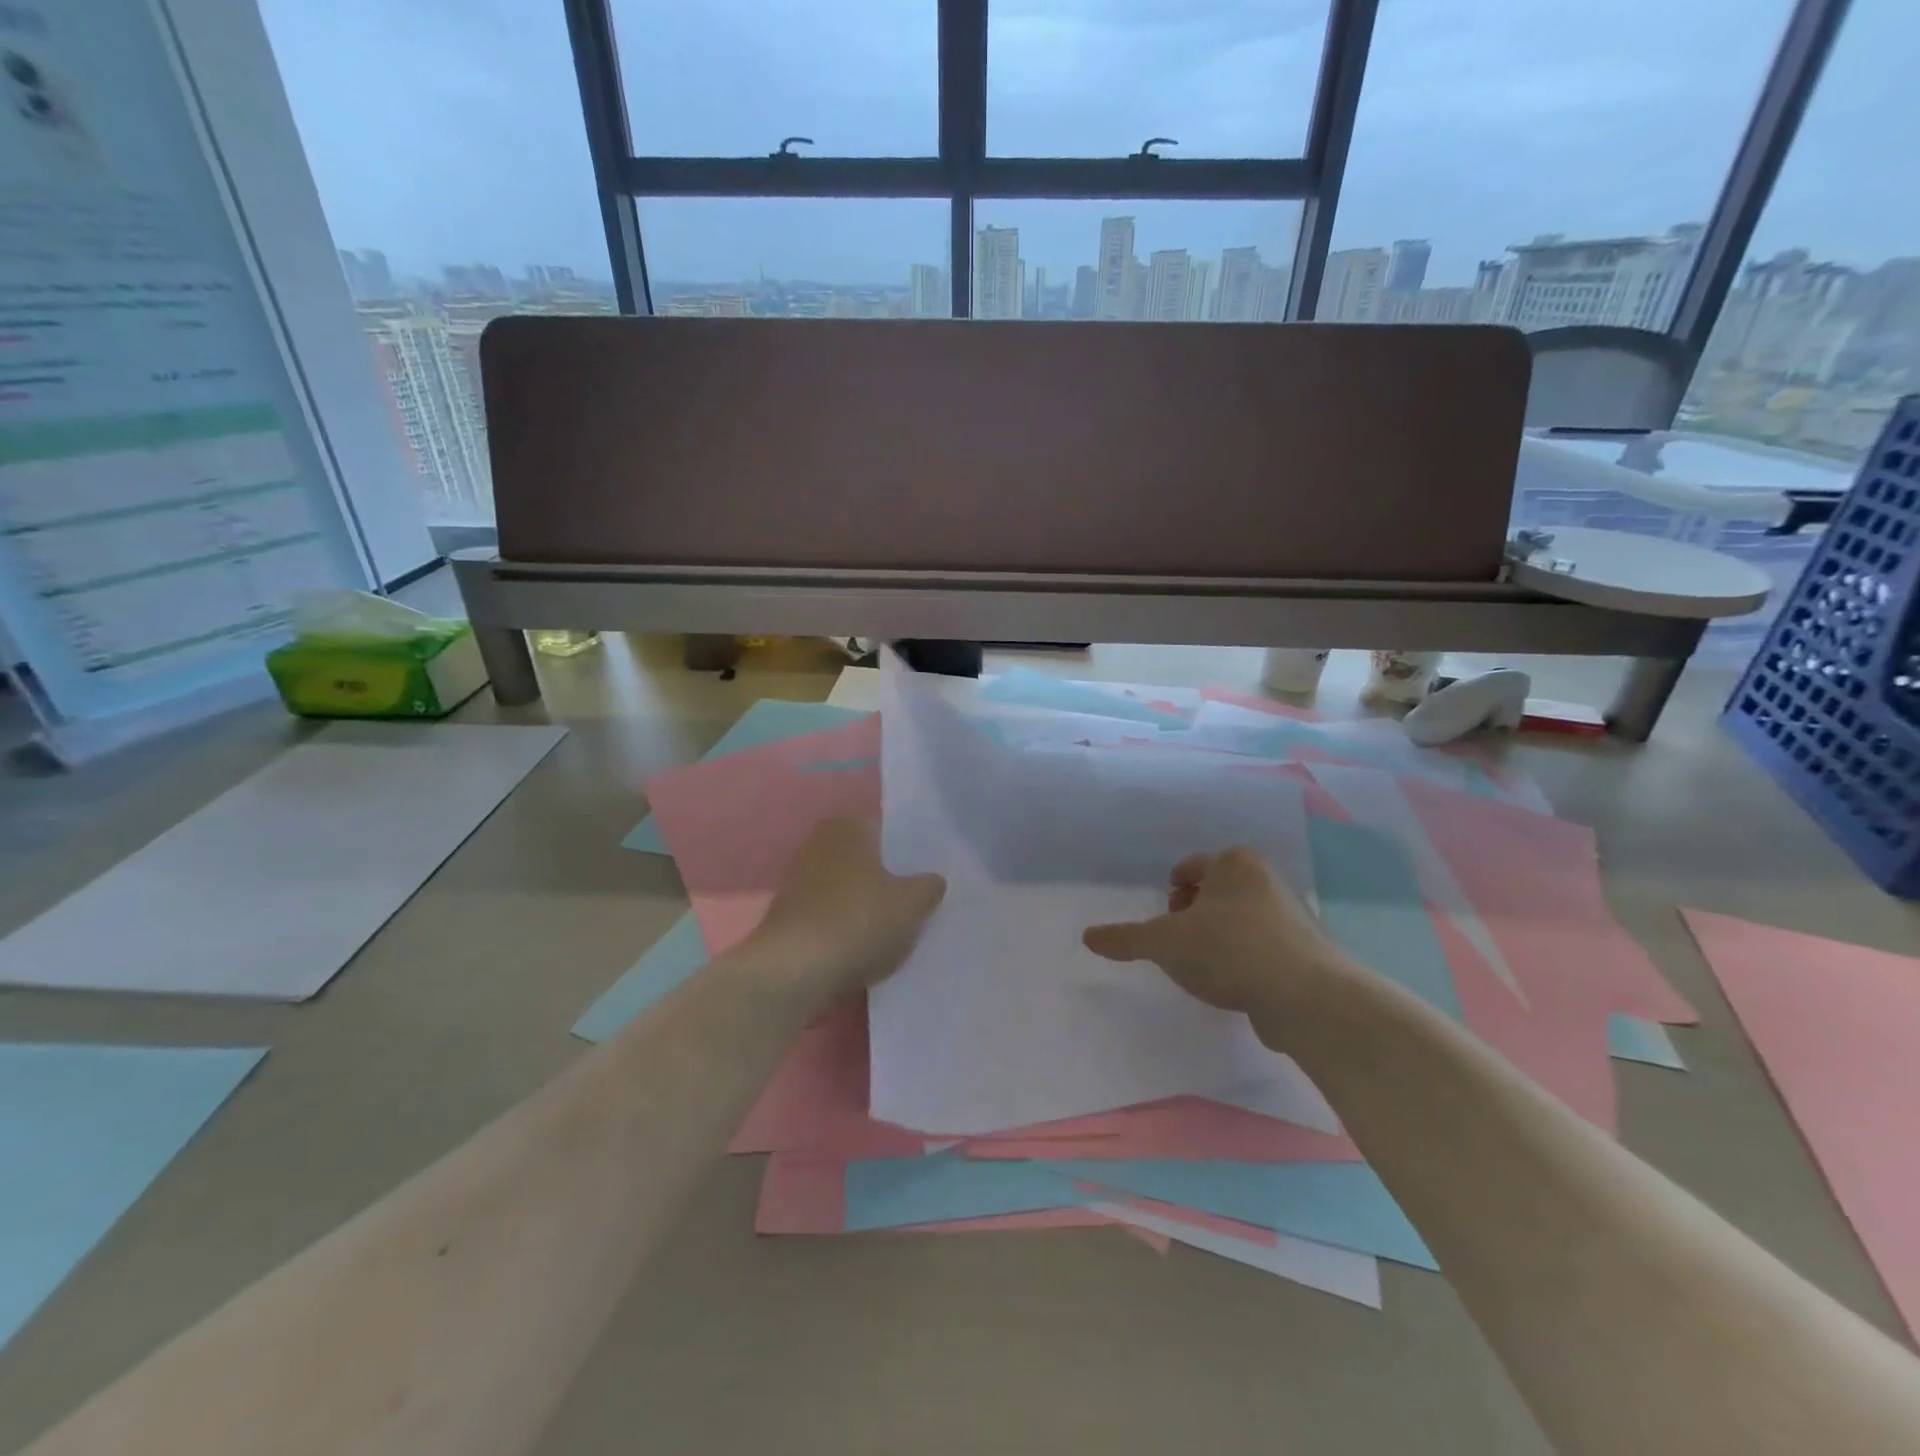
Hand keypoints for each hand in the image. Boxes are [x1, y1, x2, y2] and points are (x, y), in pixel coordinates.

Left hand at [752, 818, 946, 996]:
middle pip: (867, 860)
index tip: (930, 877)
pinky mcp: (787, 915)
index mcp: (849, 827)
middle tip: (917, 903)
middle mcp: (818, 843)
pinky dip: (845, 927)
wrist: (793, 970)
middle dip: (888, 879)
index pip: (889, 831)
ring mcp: (797, 879)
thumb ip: (929, 886)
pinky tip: (863, 949)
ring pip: (847, 889)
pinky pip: (829, 914)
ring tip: (894, 932)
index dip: (912, 854)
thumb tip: (932, 880)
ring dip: (866, 906)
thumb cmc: (858, 921)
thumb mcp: (912, 904)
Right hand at [1082, 848, 1339, 1023]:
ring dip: (1218, 937)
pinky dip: (1244, 959)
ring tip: (1202, 966)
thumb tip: (1087, 937)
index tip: (1163, 916)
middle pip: (1216, 891)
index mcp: (1233, 863)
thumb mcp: (1163, 943)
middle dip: (1194, 913)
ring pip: (1239, 919)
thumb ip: (1125, 938)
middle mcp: (1265, 879)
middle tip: (1178, 941)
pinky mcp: (1305, 951)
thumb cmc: (1227, 950)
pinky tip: (1233, 984)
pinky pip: (1262, 947)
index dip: (1172, 889)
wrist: (1304, 996)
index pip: (1191, 867)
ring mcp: (1290, 915)